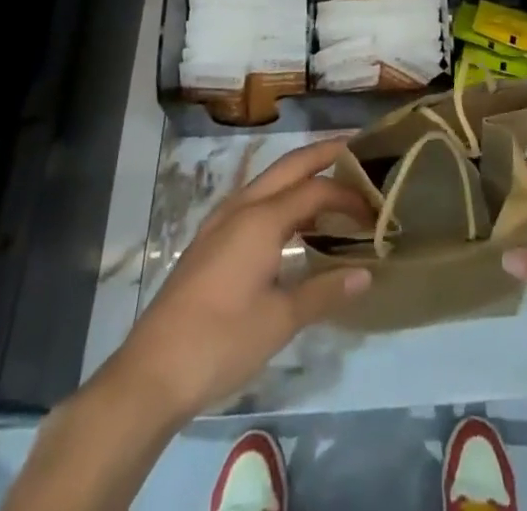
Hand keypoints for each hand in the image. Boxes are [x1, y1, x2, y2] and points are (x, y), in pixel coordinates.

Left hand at [110, 139, 372, 417]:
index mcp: (261, 219)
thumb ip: (324, 291)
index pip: (316, 190)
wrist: (151, 374)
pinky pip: (254, 202)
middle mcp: (241, 208)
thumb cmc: (220, 342)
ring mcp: (220, 223)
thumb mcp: (279, 321)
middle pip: (290, 166)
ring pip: (269, 181)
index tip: (375, 211)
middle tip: (357, 152)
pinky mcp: (209, 242)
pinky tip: (291, 224)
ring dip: (300, 177)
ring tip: (331, 186)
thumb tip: (366, 274)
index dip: (348, 196)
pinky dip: (281, 198)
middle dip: (323, 154)